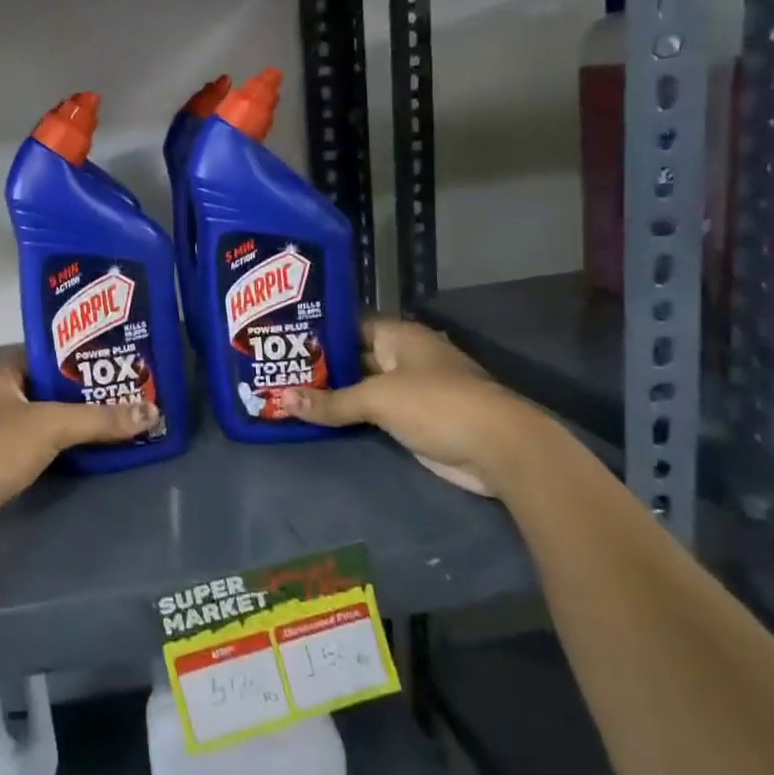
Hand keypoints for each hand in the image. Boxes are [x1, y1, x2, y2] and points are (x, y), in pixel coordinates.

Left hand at [0, 355, 157, 553]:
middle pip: (46, 388)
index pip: (45, 356)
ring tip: (114, 419)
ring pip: (41, 419)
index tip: (113, 361)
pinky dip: (58, 446)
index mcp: (0, 375)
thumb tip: (152, 411)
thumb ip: (99, 419)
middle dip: (81, 393)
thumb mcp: (51, 426)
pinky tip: (87, 450)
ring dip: (71, 422)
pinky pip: (35, 445)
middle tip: (123, 392)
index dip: (78, 358)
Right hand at [279, 317, 543, 496]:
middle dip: (319, 366)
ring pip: (361, 387)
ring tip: (285, 393)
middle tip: (275, 370)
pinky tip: (317, 418)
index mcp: (398, 336)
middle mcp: (402, 357)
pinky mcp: (413, 420)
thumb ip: (330, 402)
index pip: (349, 325)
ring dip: (332, 394)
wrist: (499, 449)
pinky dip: (349, 416)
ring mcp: (410, 390)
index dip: (318, 331)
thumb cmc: (436, 404)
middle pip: (353, 357)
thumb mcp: (377, 399)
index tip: (282, 338)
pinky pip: (372, 413)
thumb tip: (282, 400)